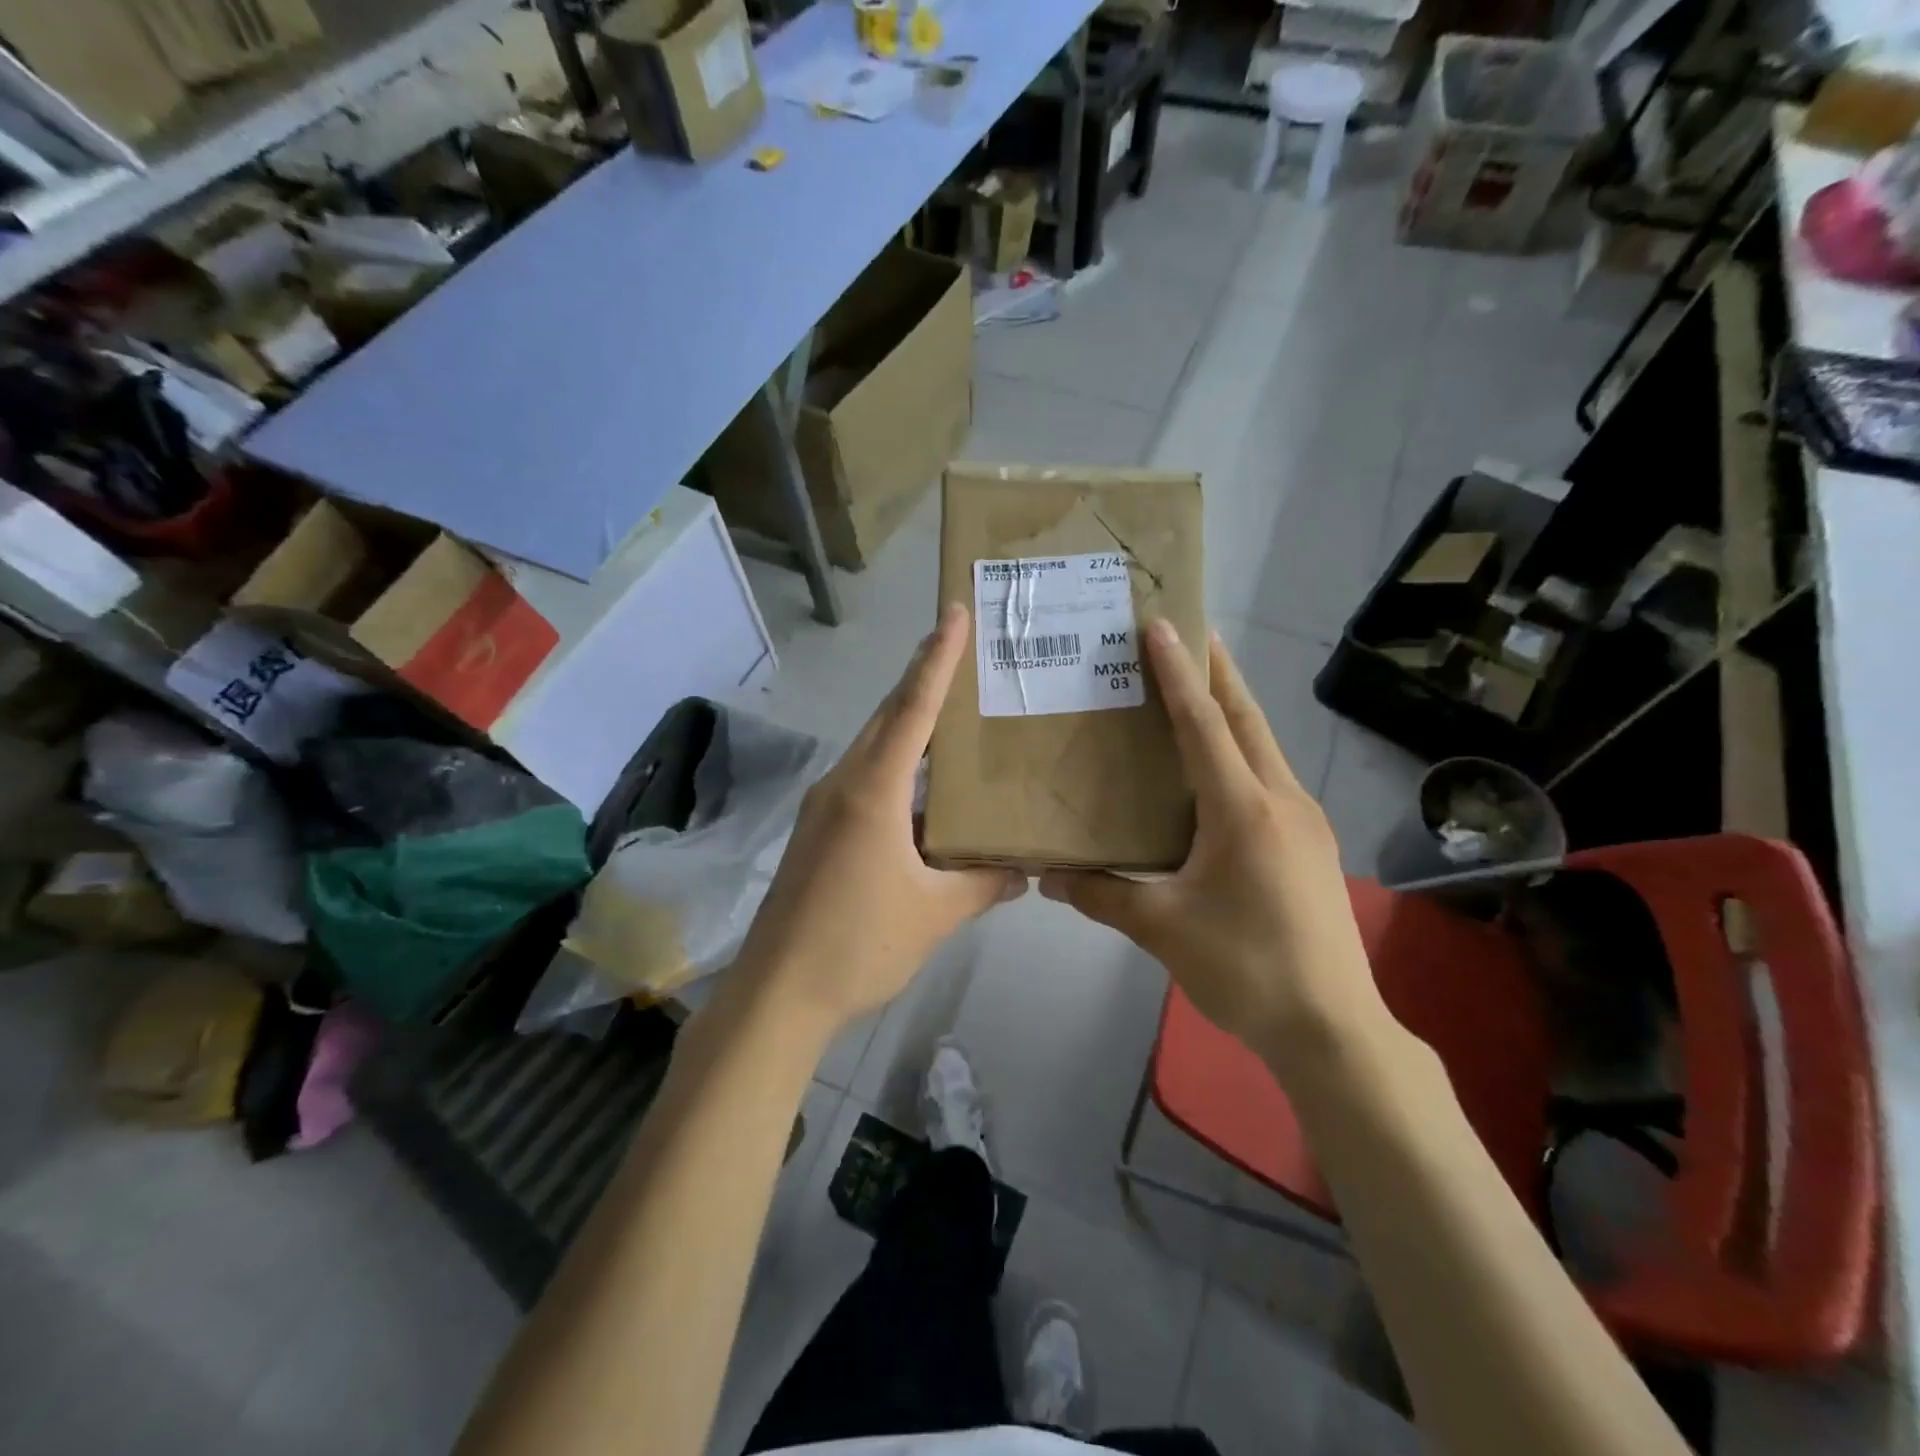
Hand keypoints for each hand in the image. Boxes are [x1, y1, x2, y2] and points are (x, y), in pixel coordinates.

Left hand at [736, 603, 1024, 1035]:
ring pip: (874, 748)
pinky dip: (896, 767)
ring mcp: (824, 807)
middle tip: (962, 650)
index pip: (912, 709)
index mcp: (873, 791)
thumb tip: (1024, 871)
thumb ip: (983, 884)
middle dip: (922, 679)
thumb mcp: (934, 913)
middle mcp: (844, 784)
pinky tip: (923, 789)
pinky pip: (864, 779)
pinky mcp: (818, 831)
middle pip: (888, 717)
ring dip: (909, 725)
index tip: (953, 614)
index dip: (937, 659)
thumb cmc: (859, 944)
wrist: (778, 992)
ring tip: (952, 714)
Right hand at [1040, 622, 1387, 1059]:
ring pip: (1264, 746)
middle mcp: (1281, 800)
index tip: (1163, 625)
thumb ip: (1102, 896)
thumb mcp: (1162, 929)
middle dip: (1217, 672)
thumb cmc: (1244, 967)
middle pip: (1246, 719)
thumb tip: (1047, 877)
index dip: (1178, 673)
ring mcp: (1305, 820)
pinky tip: (1221, 770)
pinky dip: (1243, 751)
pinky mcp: (1312, 843)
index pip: (1204, 724)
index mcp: (1242, 810)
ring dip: (1233, 710)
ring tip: (1199, 689)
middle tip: (1188, 634)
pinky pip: (1271, 777)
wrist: (1332, 1027)